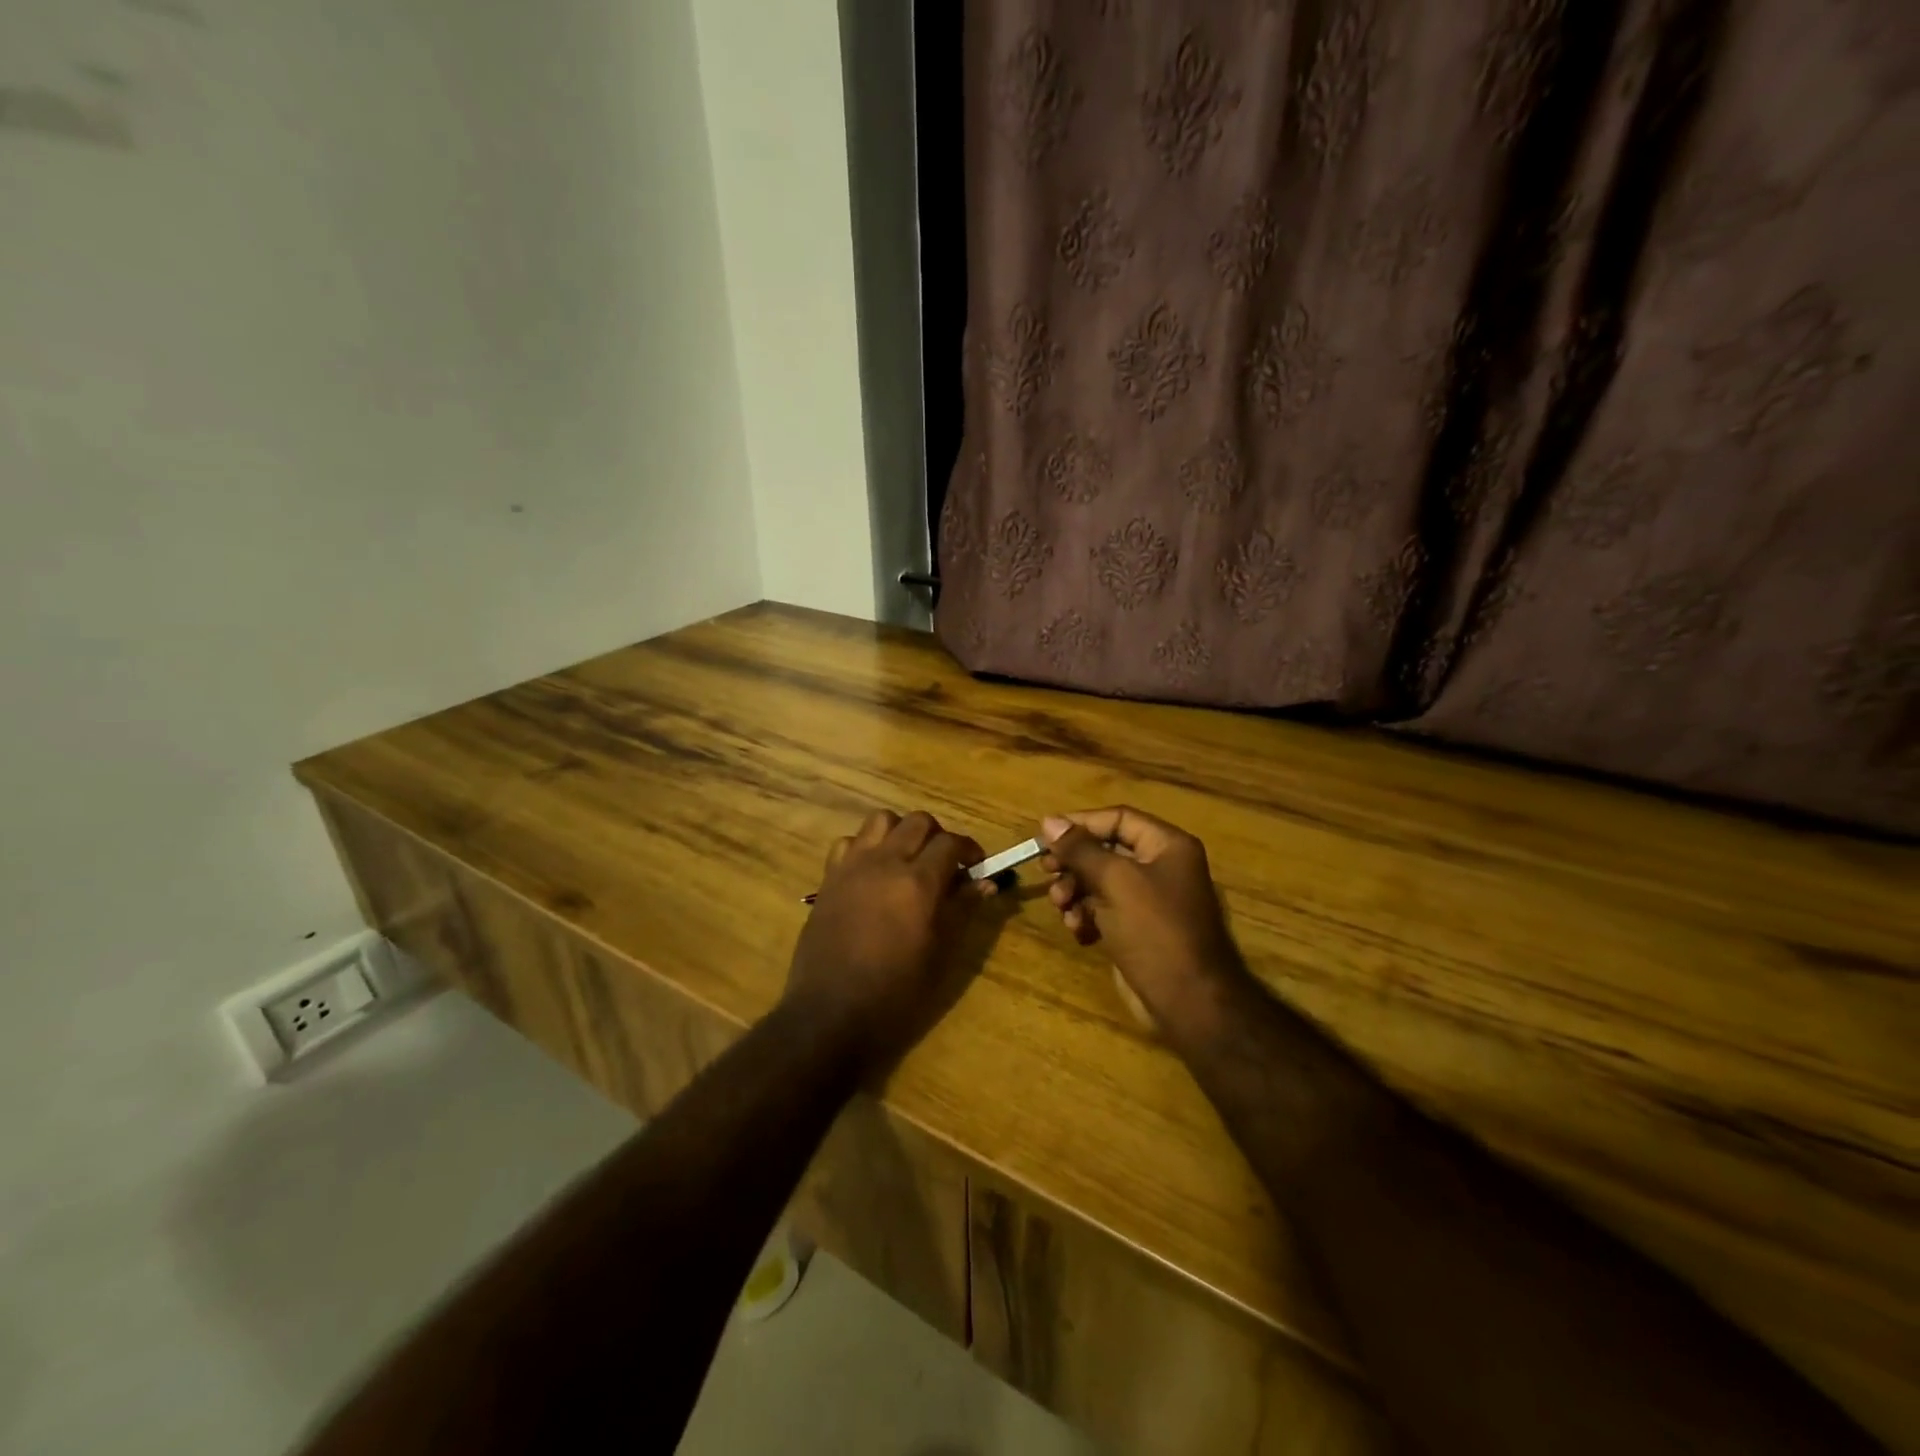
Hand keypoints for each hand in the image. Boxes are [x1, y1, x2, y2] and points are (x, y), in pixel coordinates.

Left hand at [783, 810, 990, 1078]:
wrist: (830, 1013)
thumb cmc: (895, 994)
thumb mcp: (940, 955)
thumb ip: (962, 910)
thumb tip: (985, 882)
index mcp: (918, 883)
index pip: (951, 843)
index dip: (969, 849)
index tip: (976, 866)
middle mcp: (885, 863)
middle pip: (918, 821)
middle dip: (938, 836)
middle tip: (944, 864)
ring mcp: (852, 867)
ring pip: (881, 820)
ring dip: (901, 832)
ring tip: (907, 860)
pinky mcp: (829, 878)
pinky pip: (848, 842)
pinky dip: (865, 847)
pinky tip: (871, 873)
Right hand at [1039, 807, 1248, 1035]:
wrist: (1187, 1001)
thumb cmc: (1154, 930)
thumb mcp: (1114, 881)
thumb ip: (1080, 849)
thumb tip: (1049, 821)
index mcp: (1167, 846)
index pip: (1118, 818)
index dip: (1081, 823)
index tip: (1045, 836)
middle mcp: (1161, 867)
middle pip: (1106, 850)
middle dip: (1074, 863)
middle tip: (1047, 872)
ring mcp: (1150, 901)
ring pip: (1100, 882)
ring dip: (1075, 891)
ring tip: (1062, 908)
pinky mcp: (1138, 930)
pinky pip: (1104, 910)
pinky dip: (1086, 915)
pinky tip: (1077, 930)